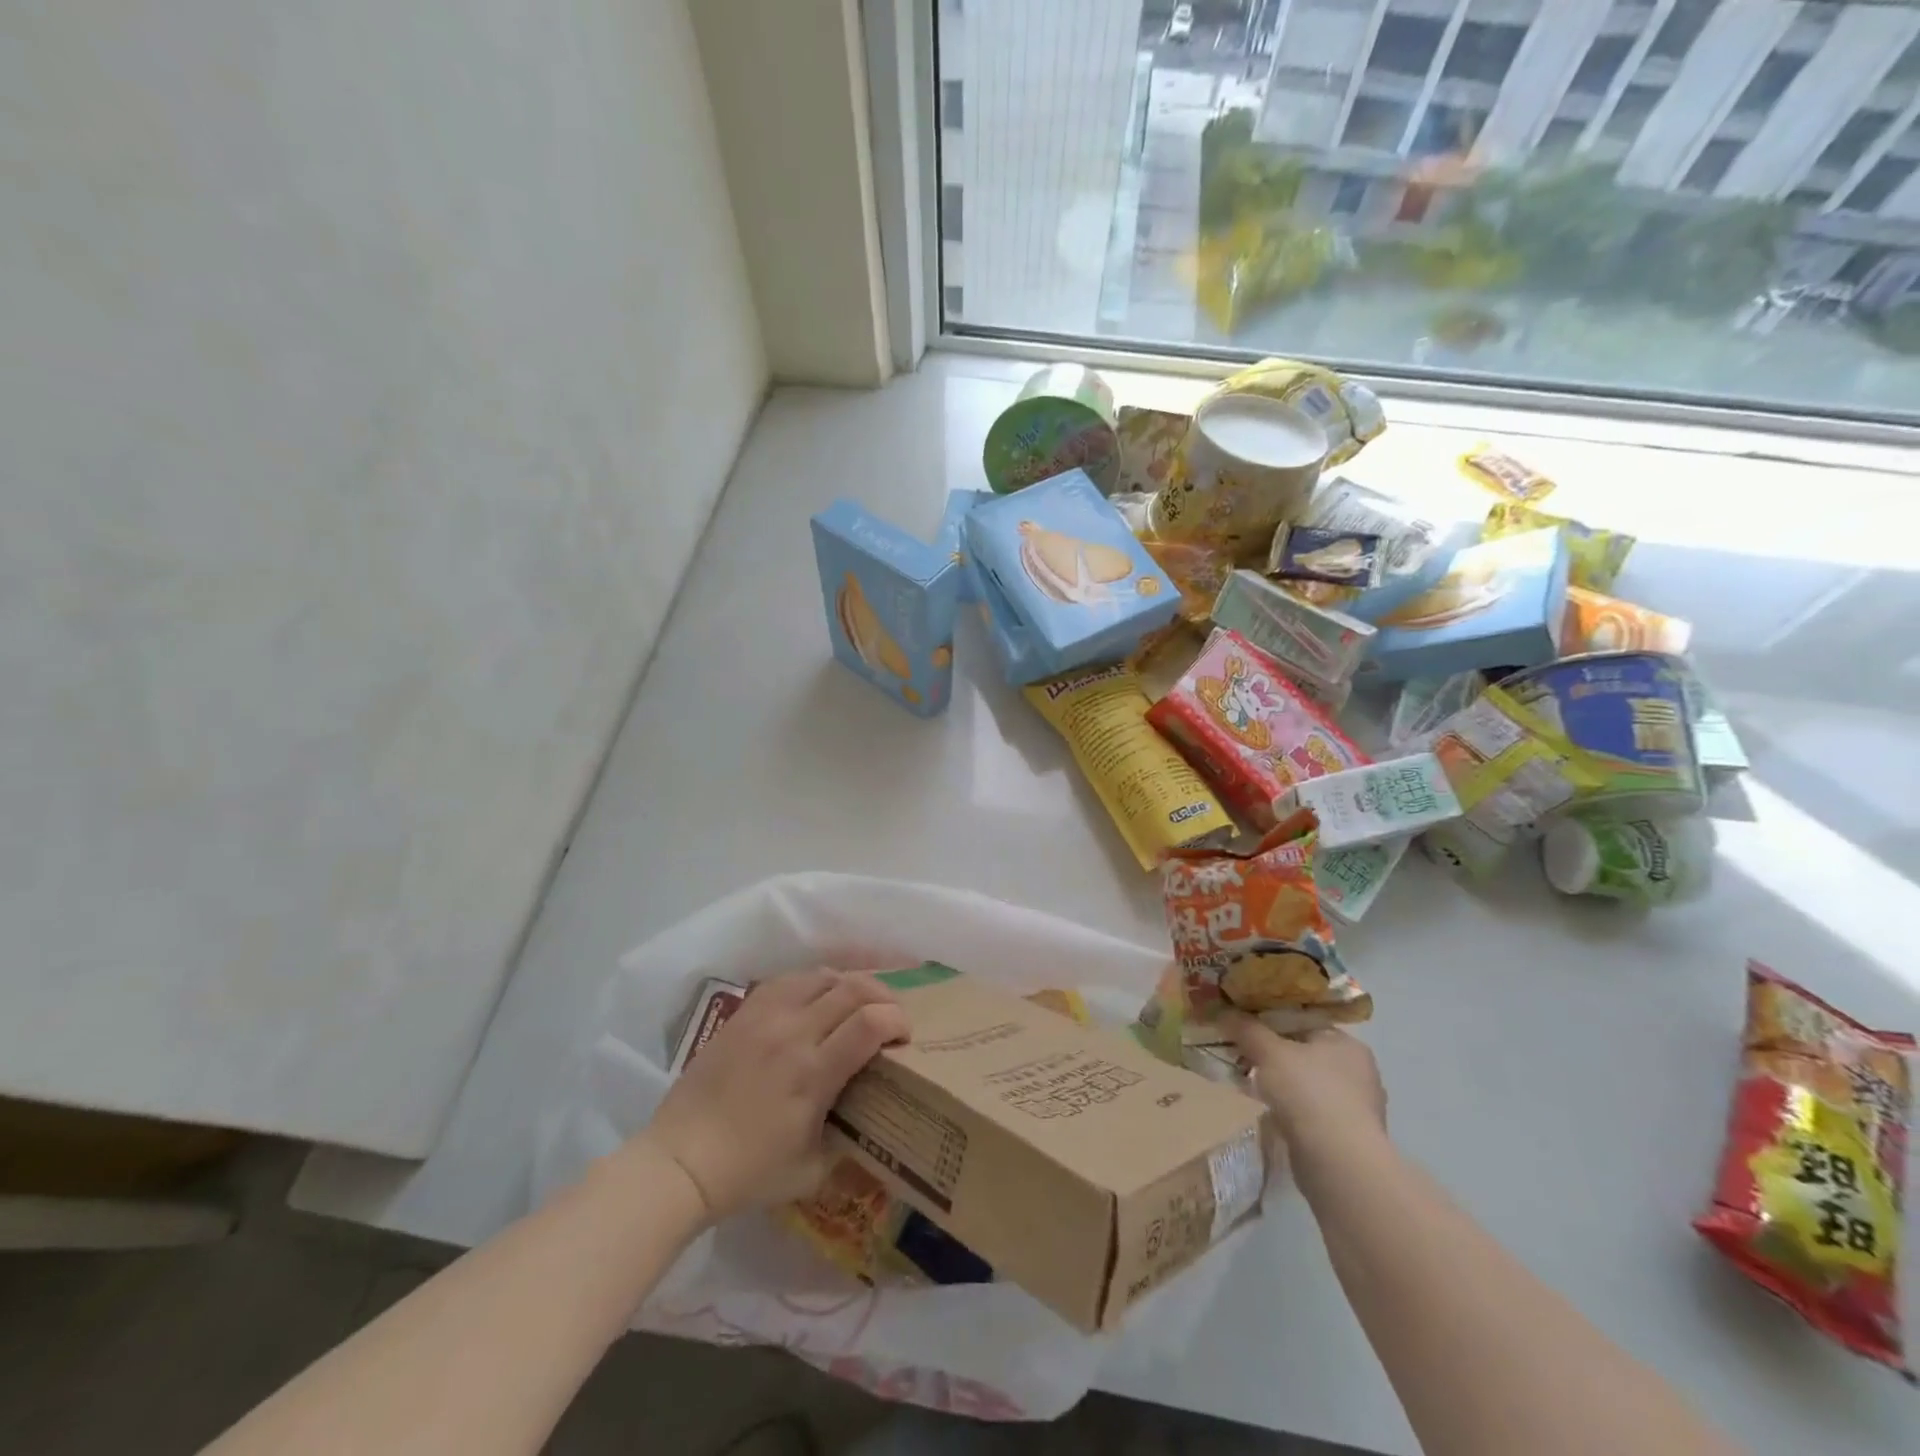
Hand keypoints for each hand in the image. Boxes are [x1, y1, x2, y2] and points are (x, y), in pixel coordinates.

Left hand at [642, 969, 909, 1220]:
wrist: (680, 1161)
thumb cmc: (748, 1174)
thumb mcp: (812, 1170)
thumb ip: (847, 1140)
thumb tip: (868, 1120)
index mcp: (814, 1073)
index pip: (870, 1023)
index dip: (897, 1021)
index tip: (905, 1036)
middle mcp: (794, 1033)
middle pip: (852, 989)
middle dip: (883, 996)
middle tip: (891, 1014)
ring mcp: (766, 1017)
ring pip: (821, 976)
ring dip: (850, 984)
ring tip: (858, 1001)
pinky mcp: (744, 1013)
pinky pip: (788, 979)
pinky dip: (813, 982)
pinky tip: (818, 996)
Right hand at [1223, 1017, 1386, 1158]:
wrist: (1338, 1163)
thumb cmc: (1308, 1093)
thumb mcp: (1269, 1052)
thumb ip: (1247, 1029)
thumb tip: (1223, 1010)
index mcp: (1348, 1044)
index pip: (1305, 1023)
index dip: (1272, 1021)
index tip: (1244, 1026)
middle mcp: (1358, 1073)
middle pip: (1304, 1053)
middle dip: (1274, 1054)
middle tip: (1242, 1053)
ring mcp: (1355, 1108)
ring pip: (1306, 1084)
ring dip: (1281, 1084)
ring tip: (1248, 1082)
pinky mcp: (1346, 1138)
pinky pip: (1309, 1112)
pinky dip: (1289, 1110)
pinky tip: (1267, 1111)